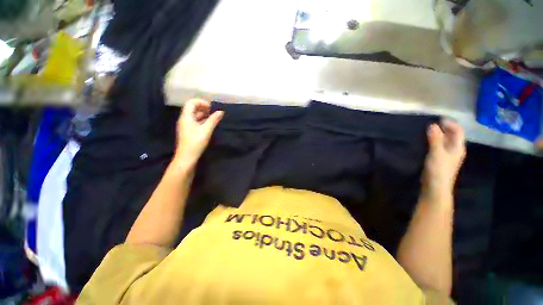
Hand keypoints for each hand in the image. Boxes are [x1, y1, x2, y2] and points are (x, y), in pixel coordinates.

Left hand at [174, 99, 223, 165]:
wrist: (187, 157)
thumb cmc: (196, 142)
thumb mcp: (206, 130)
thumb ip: (214, 120)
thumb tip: (221, 111)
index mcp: (186, 117)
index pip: (191, 103)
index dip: (201, 102)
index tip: (211, 107)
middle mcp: (184, 119)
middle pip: (192, 108)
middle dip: (203, 108)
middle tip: (213, 112)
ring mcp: (185, 126)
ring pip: (194, 115)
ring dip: (203, 114)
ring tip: (213, 118)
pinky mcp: (188, 131)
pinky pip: (194, 122)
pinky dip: (201, 120)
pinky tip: (208, 125)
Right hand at [421, 120, 465, 202]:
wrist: (435, 186)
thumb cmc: (438, 169)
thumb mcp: (437, 152)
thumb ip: (435, 139)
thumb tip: (433, 125)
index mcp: (457, 147)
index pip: (458, 131)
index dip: (450, 124)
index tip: (438, 119)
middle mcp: (455, 150)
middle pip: (453, 136)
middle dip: (445, 128)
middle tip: (432, 123)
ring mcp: (448, 156)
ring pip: (445, 141)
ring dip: (439, 134)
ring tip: (428, 130)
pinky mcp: (440, 160)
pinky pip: (439, 146)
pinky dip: (434, 141)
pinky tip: (427, 142)